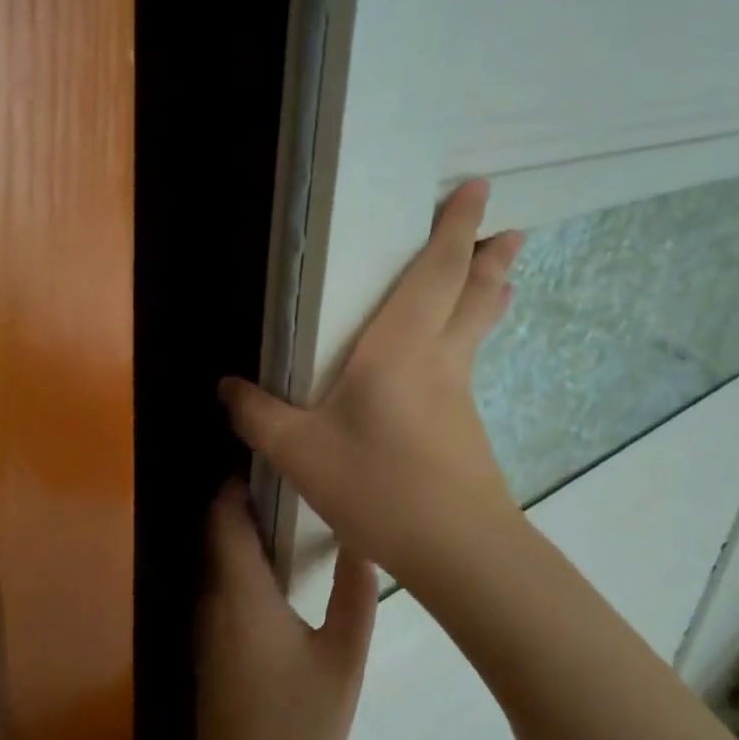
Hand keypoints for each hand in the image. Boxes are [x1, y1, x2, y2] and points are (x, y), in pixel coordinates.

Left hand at [192, 482, 376, 739]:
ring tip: (293, 515)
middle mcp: (213, 600)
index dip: (238, 482)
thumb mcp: (342, 660)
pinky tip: (280, 570)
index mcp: (240, 592)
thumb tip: (363, 545)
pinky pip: (222, 586)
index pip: (224, 517)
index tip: (274, 461)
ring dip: (244, 533)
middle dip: (245, 501)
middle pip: (218, 533)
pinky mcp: (210, 648)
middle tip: (295, 482)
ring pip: (219, 560)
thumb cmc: (297, 728)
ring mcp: (206, 626)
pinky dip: (242, 564)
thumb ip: (354, 596)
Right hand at [218, 179, 524, 594]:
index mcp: (401, 347)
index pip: (436, 271)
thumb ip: (256, 415)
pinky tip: (450, 365)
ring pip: (476, 333)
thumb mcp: (298, 451)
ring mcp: (459, 397)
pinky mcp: (466, 431)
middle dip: (491, 258)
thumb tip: (225, 388)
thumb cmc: (377, 485)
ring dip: (486, 299)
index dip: (456, 226)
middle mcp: (439, 360)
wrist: (457, 550)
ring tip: (499, 280)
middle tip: (513, 231)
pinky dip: (467, 344)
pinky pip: (465, 369)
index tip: (481, 188)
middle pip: (473, 296)